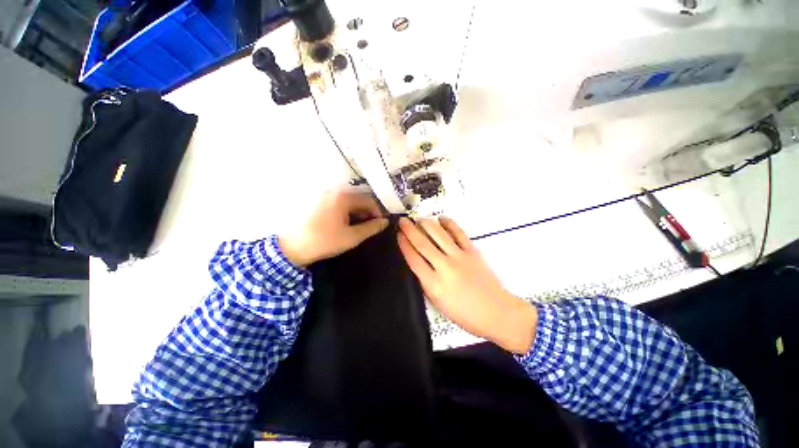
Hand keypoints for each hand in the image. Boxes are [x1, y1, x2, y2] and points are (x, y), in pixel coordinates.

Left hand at [279, 190, 388, 266]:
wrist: (294, 248)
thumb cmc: (325, 241)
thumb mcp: (352, 237)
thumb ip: (371, 228)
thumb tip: (385, 222)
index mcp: (343, 198)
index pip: (369, 201)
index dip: (377, 213)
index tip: (380, 225)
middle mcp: (335, 193)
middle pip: (359, 200)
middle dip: (367, 214)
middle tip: (370, 228)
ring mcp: (326, 197)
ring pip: (350, 203)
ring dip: (357, 214)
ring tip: (359, 229)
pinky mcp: (320, 203)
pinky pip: (340, 205)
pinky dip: (347, 213)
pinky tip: (346, 225)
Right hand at [397, 217, 537, 353]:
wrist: (497, 312)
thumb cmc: (465, 314)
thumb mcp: (439, 304)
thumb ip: (426, 283)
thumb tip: (417, 263)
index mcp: (434, 284)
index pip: (413, 259)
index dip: (404, 245)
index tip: (398, 235)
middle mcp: (445, 267)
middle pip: (423, 244)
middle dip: (410, 230)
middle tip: (403, 221)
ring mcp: (460, 257)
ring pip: (439, 235)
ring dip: (427, 224)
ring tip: (419, 219)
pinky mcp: (473, 251)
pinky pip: (458, 233)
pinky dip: (449, 224)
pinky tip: (441, 219)